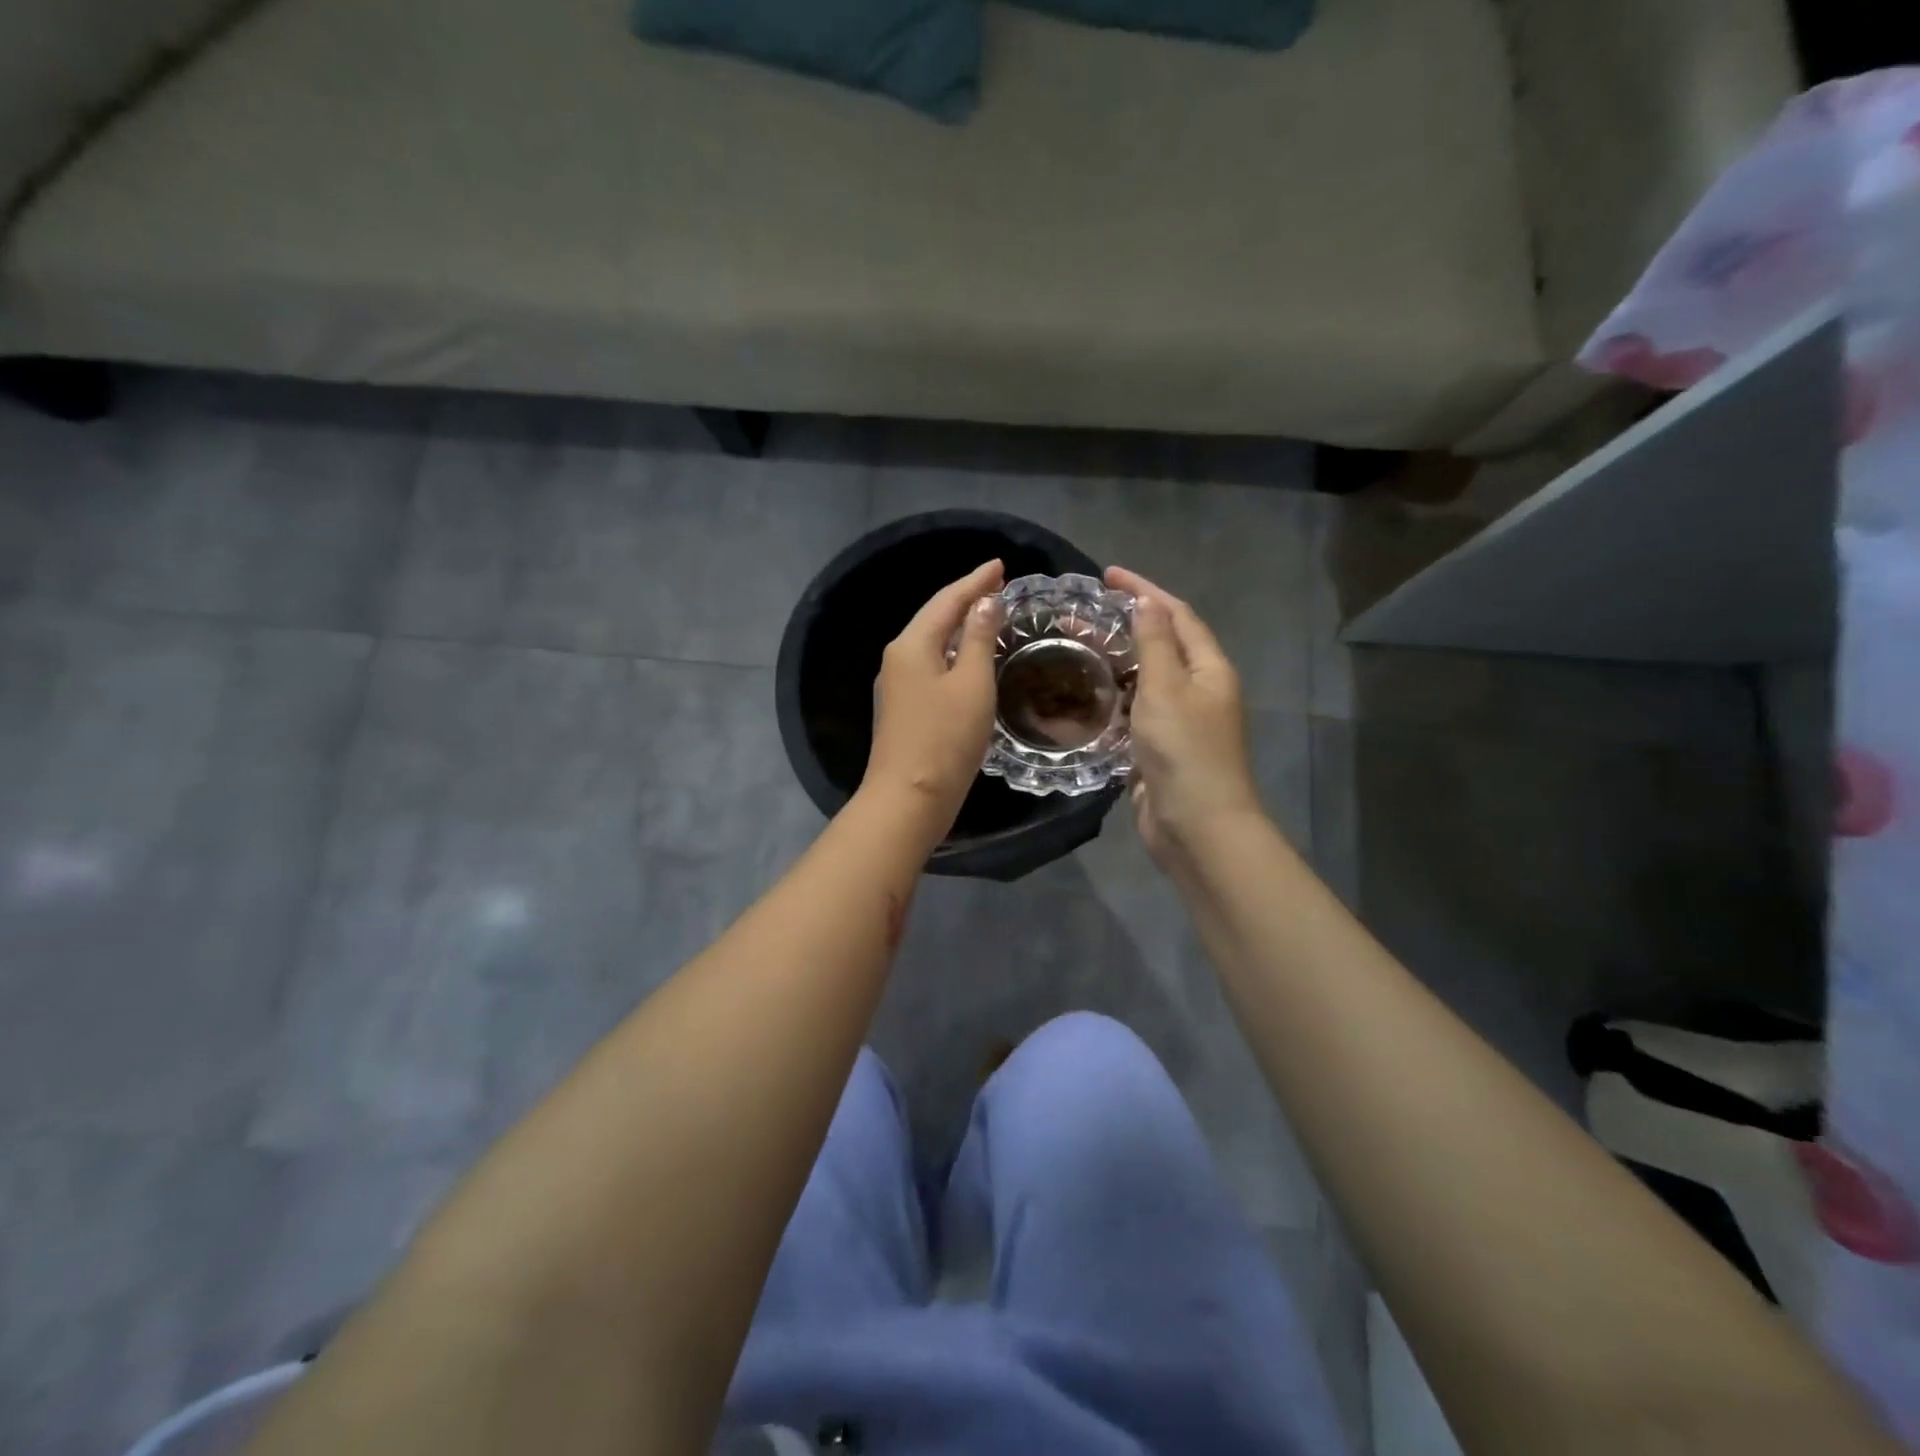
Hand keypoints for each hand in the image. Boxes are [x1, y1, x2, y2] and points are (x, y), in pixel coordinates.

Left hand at [863, 559, 1005, 838]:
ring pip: (933, 643)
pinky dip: (954, 653)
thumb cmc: (945, 739)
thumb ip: (980, 639)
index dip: (976, 581)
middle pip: (935, 617)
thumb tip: (984, 604)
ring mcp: (896, 684)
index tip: (1001, 565)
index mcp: (912, 645)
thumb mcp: (972, 685)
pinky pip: (931, 665)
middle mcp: (898, 657)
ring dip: (960, 626)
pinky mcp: (903, 708)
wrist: (908, 798)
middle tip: (998, 585)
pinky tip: (971, 657)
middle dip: (966, 599)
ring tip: (989, 614)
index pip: (947, 600)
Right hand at [1106, 566, 1261, 864]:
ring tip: (1075, 650)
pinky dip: (1112, 701)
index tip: (1107, 575)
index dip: (1144, 590)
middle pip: (1161, 645)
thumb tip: (1147, 602)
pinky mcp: (1159, 749)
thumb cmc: (1184, 750)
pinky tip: (1084, 698)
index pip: (1176, 615)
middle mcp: (1198, 690)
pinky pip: (1134, 713)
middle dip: (1125, 626)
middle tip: (1081, 616)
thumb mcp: (1167, 688)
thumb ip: (1155, 643)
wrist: (1197, 826)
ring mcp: (1179, 722)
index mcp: (1208, 669)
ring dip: (1115, 663)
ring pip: (1144, 680)